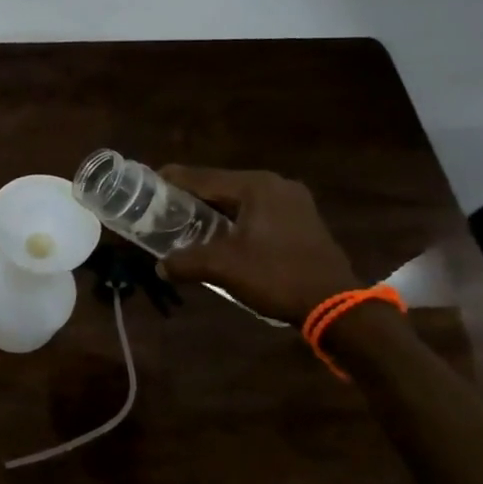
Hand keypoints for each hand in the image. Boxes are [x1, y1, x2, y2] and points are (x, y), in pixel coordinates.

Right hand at [157, 166, 360, 324]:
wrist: (336, 306)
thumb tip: (160, 266)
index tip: (146, 183)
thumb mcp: (223, 268)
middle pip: (220, 186)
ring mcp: (293, 201)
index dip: (172, 180)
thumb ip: (185, 262)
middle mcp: (275, 185)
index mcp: (256, 186)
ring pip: (240, 200)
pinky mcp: (301, 220)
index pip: (202, 177)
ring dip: (214, 211)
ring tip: (186, 223)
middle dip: (192, 198)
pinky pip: (257, 212)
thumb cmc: (276, 276)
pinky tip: (221, 236)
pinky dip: (235, 220)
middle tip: (163, 209)